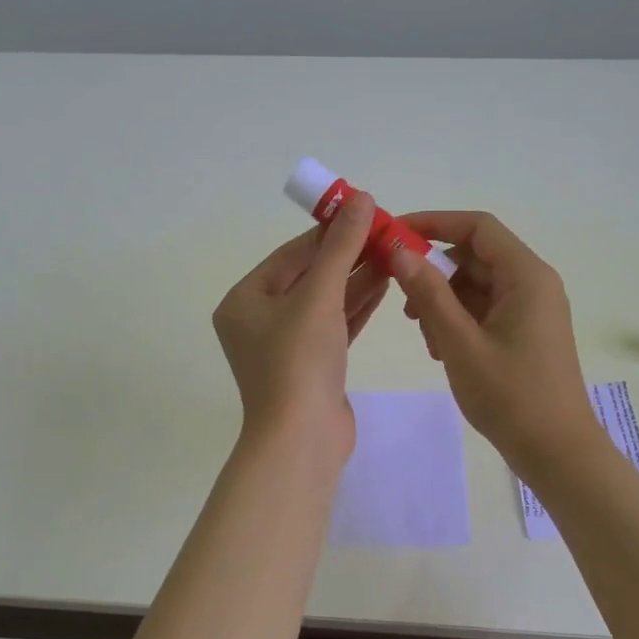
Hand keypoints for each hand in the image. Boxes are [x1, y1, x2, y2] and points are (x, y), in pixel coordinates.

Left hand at [213, 192, 386, 463]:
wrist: (302, 439)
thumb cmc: (298, 361)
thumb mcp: (319, 297)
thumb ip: (341, 247)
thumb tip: (362, 199)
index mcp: (244, 301)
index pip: (291, 255)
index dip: (329, 232)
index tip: (365, 212)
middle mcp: (260, 320)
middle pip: (309, 277)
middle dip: (348, 256)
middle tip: (386, 233)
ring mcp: (286, 346)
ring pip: (326, 302)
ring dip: (358, 279)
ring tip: (394, 254)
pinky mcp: (313, 366)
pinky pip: (335, 325)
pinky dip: (358, 306)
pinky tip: (386, 285)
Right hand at [388, 211, 598, 470]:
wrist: (557, 452)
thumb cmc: (511, 396)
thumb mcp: (460, 343)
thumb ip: (429, 294)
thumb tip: (399, 250)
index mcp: (526, 276)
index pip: (477, 227)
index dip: (434, 223)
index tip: (395, 235)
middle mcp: (533, 284)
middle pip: (476, 257)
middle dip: (435, 272)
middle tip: (402, 302)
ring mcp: (532, 310)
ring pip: (477, 286)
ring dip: (444, 302)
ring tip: (425, 337)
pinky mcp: (526, 332)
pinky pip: (486, 310)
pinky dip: (459, 321)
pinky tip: (442, 350)